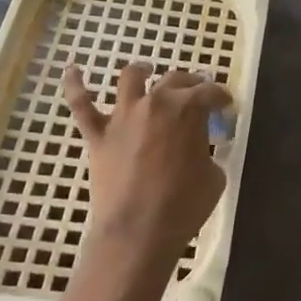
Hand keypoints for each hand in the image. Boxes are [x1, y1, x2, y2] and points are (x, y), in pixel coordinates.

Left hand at [63, 63, 231, 279]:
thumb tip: (199, 150)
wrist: (138, 231)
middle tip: (198, 91)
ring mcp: (122, 116)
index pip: (210, 92)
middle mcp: (155, 103)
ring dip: (140, 70)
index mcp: (187, 110)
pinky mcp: (98, 135)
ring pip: (130, 79)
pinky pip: (81, 105)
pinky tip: (74, 70)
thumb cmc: (184, 205)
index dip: (221, 97)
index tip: (226, 105)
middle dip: (191, 83)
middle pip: (175, 80)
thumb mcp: (213, 177)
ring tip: (146, 69)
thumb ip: (206, 153)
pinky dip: (76, 85)